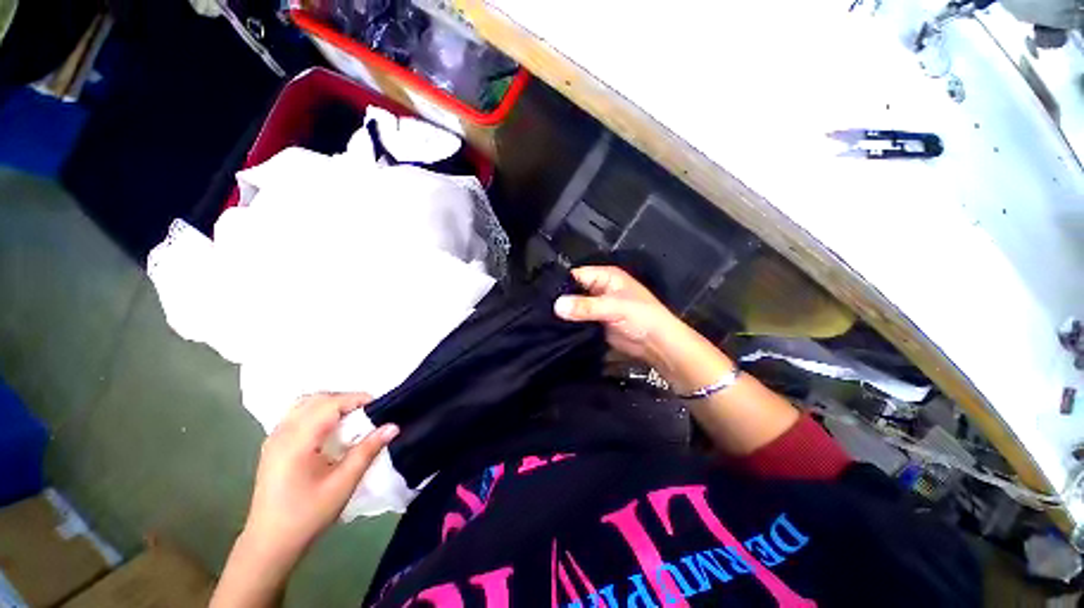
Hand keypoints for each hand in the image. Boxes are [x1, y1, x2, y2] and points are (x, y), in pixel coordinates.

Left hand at [244, 393, 397, 562]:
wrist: (270, 543)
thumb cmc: (308, 515)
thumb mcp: (343, 484)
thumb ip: (368, 450)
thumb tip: (393, 426)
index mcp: (297, 441)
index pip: (330, 404)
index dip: (357, 399)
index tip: (381, 406)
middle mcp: (282, 433)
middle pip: (317, 399)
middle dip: (346, 400)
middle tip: (369, 412)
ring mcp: (274, 438)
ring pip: (305, 404)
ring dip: (331, 404)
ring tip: (352, 418)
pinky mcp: (273, 446)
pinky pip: (297, 415)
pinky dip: (318, 412)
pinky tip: (330, 429)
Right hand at [553, 266, 683, 366]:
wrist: (657, 345)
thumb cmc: (642, 317)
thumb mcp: (614, 308)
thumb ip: (586, 306)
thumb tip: (557, 305)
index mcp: (605, 277)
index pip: (576, 275)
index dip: (560, 284)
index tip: (541, 295)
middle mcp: (598, 288)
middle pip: (572, 290)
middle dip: (559, 299)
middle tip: (539, 309)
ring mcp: (596, 306)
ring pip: (574, 306)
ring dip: (563, 313)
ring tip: (543, 319)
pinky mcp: (595, 323)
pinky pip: (578, 320)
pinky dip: (569, 324)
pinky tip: (554, 329)